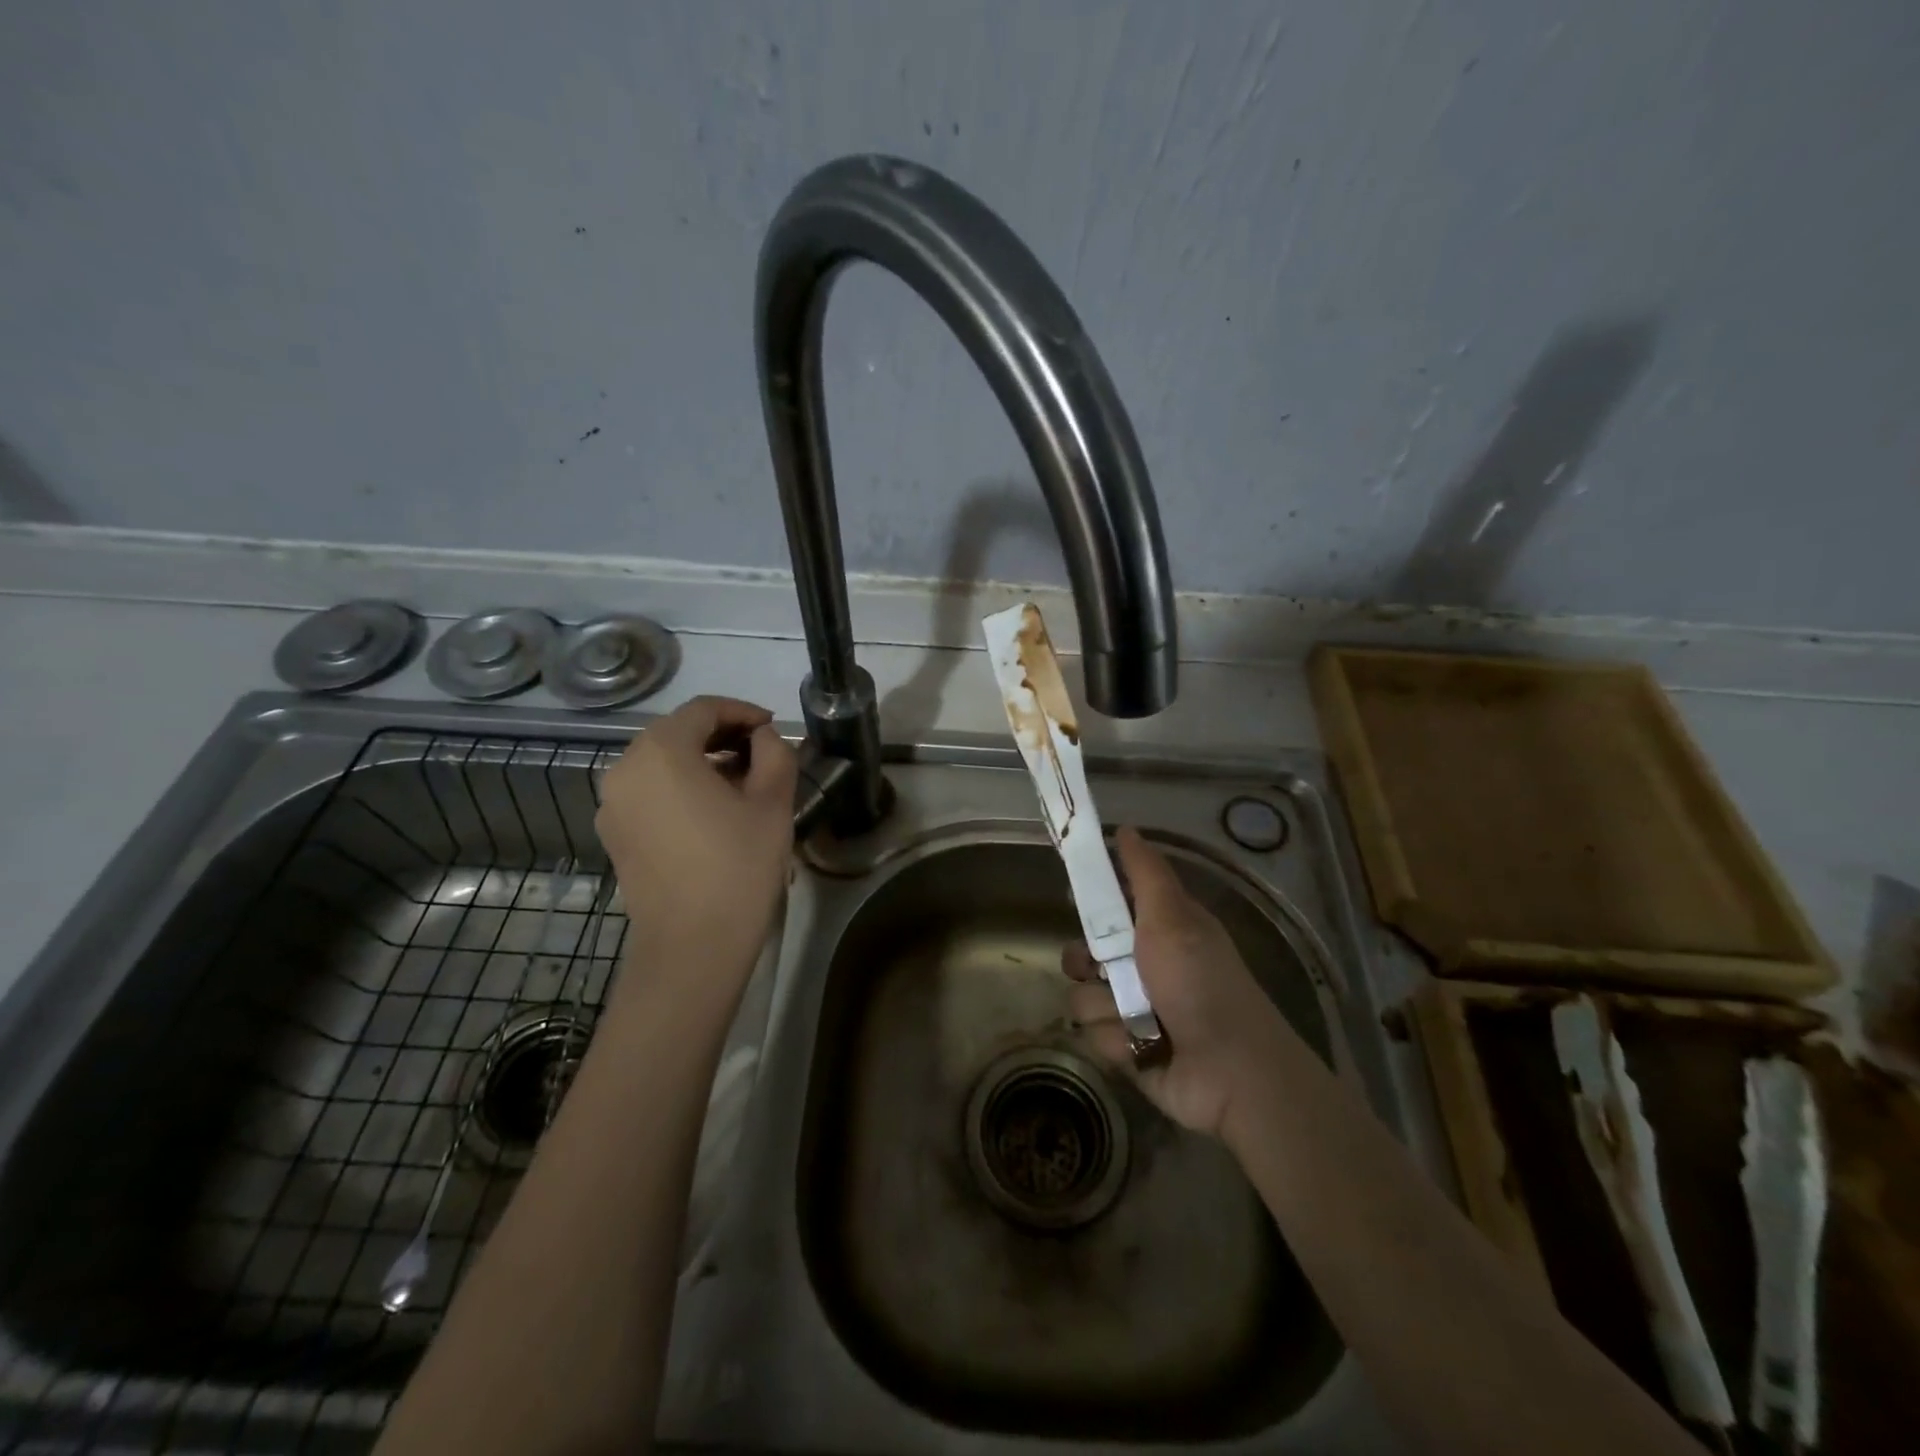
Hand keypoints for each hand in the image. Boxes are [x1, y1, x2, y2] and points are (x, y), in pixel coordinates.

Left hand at [595, 696, 797, 998]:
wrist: (692, 946)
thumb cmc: (738, 867)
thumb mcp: (773, 802)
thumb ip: (774, 753)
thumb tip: (762, 738)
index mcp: (661, 751)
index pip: (703, 709)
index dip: (742, 711)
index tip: (772, 728)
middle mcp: (625, 768)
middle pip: (676, 732)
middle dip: (721, 735)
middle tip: (761, 753)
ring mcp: (612, 804)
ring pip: (660, 762)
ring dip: (700, 761)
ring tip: (740, 783)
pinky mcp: (614, 834)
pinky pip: (648, 791)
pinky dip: (679, 787)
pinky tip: (710, 812)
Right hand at [1063, 827, 1290, 1138]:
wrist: (1231, 1071)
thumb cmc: (1201, 982)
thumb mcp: (1173, 916)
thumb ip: (1145, 873)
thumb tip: (1126, 828)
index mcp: (1160, 929)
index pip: (1113, 903)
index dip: (1093, 899)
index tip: (1076, 895)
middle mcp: (1144, 966)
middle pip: (1085, 951)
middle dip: (1086, 959)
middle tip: (1101, 966)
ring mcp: (1133, 1009)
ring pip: (1083, 994)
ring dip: (1106, 1005)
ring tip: (1136, 1015)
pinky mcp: (1126, 1048)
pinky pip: (1093, 1034)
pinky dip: (1116, 1039)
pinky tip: (1141, 1046)